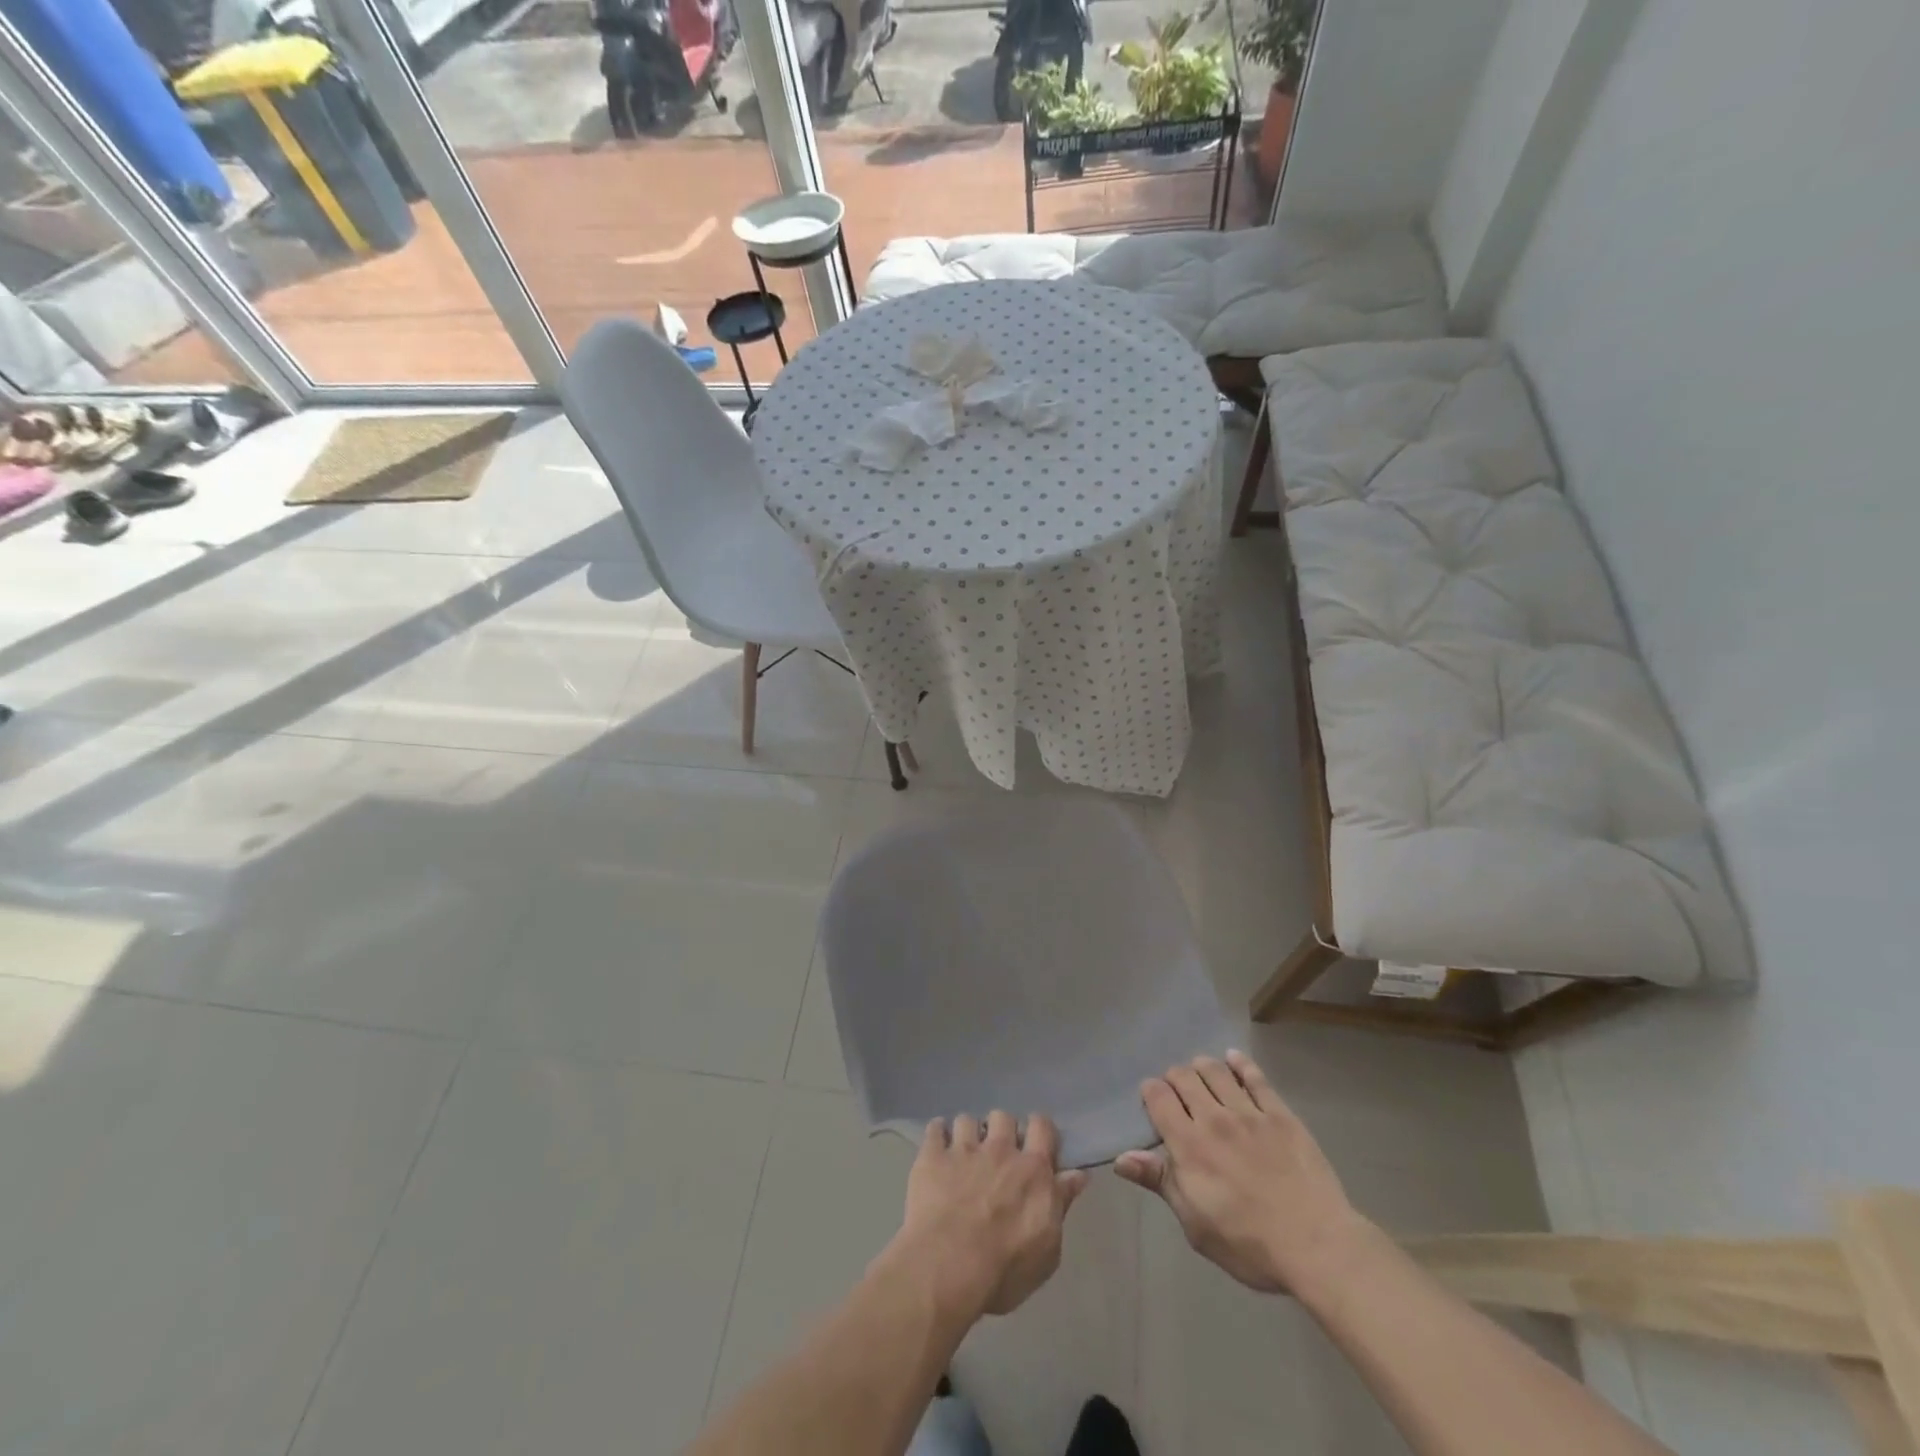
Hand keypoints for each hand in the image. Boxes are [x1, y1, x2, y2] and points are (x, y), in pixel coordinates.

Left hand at [891, 1112, 1087, 1317]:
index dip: (1038, 1130)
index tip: (1035, 1145)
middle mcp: (1000, 1149)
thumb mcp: (1047, 1250)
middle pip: (1003, 1117)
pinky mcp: (932, 1155)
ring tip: (962, 1153)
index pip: (1042, 1126)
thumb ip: (1061, 1204)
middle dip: (1000, 1130)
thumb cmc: (1004, 1269)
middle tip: (996, 1154)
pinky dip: (937, 1135)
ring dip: (968, 1134)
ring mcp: (963, 1149)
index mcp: (1032, 1169)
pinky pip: (935, 1127)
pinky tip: (936, 1149)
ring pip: (968, 1119)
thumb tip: (1078, 1175)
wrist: (948, 1267)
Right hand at [1115, 1050, 1367, 1295]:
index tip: (1153, 1102)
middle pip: (1183, 1076)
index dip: (1150, 1092)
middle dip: (1174, 1078)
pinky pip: (1255, 1077)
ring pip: (1215, 1069)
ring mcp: (1249, 1112)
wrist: (1317, 1246)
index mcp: (1188, 1144)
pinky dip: (1240, 1063)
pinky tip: (1233, 1060)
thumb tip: (1121, 1158)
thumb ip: (1160, 1182)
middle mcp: (1213, 1118)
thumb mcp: (1195, 1224)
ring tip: (1202, 1076)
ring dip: (1202, 1067)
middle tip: (1178, 1094)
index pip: (1157, 1096)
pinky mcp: (1280, 1114)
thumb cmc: (1249, 1244)